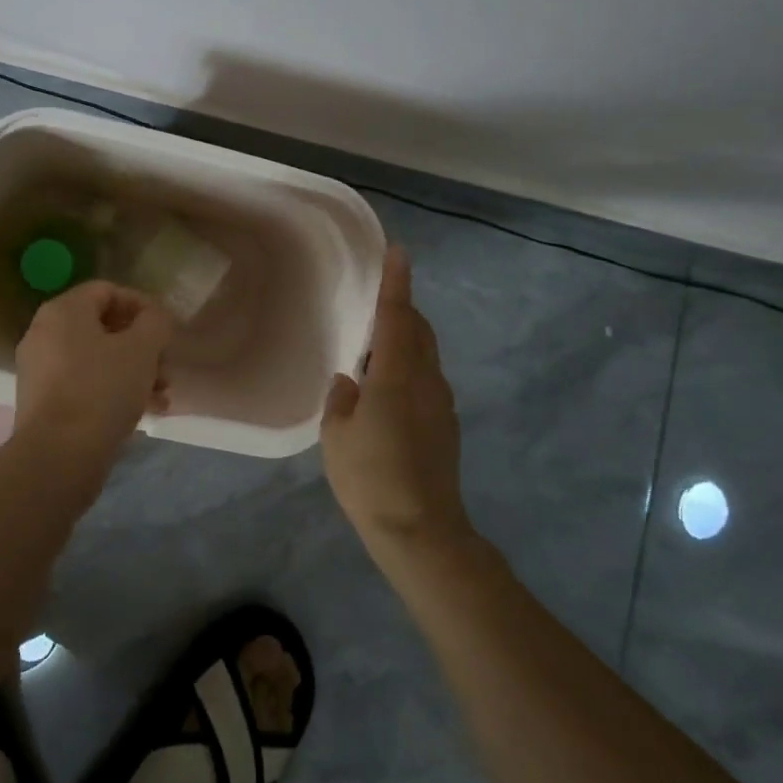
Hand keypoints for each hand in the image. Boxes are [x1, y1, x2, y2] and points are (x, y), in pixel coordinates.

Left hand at [14, 280, 173, 470]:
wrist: (58, 456)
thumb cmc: (102, 389)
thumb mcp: (142, 349)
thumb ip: (155, 323)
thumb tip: (154, 318)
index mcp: (63, 311)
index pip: (108, 291)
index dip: (142, 305)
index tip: (167, 328)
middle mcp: (44, 333)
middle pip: (103, 327)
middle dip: (142, 346)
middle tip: (166, 365)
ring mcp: (40, 369)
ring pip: (96, 359)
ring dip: (133, 372)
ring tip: (162, 395)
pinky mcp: (43, 402)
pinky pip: (84, 384)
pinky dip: (113, 391)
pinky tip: (143, 412)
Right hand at [321, 245, 468, 549]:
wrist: (420, 530)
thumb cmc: (370, 479)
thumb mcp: (337, 435)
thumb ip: (342, 399)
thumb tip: (350, 380)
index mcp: (396, 376)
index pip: (397, 316)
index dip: (396, 282)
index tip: (398, 251)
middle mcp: (426, 381)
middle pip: (419, 330)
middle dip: (403, 308)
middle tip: (378, 301)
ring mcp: (441, 403)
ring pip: (425, 355)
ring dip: (406, 340)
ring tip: (376, 347)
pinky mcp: (445, 425)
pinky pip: (426, 379)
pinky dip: (409, 367)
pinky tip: (386, 391)